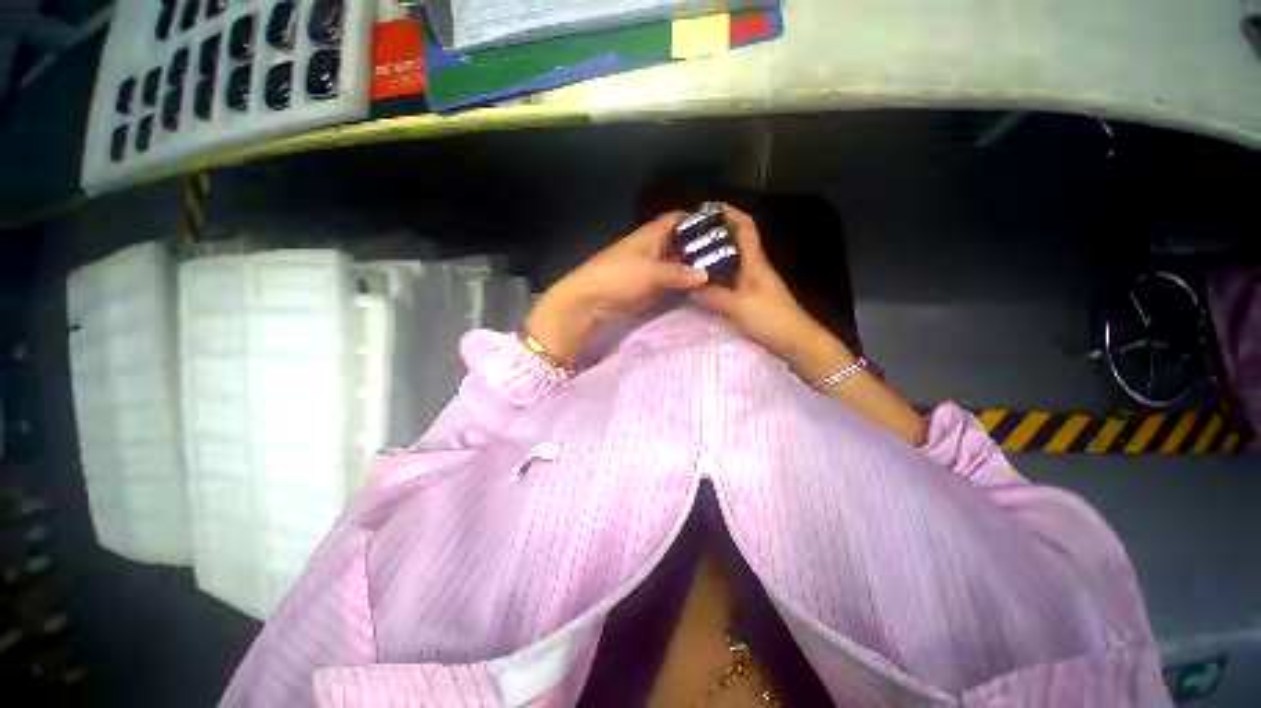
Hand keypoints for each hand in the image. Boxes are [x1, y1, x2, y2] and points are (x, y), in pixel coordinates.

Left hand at [525, 212, 708, 366]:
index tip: (720, 228)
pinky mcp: (650, 288)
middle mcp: (654, 248)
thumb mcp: (650, 271)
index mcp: (651, 235)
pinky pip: (672, 283)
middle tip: (729, 256)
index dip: (697, 221)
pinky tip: (703, 289)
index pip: (677, 220)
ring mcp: (652, 269)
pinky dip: (685, 285)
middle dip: (701, 248)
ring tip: (722, 273)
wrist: (589, 302)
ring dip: (695, 269)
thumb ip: (679, 273)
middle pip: (681, 244)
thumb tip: (705, 275)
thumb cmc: (617, 276)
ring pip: (678, 265)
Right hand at [690, 204, 855, 381]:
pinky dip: (715, 277)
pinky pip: (729, 280)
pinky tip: (701, 284)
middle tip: (687, 238)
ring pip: (730, 261)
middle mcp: (754, 267)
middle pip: (735, 242)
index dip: (728, 213)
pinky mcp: (750, 297)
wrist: (796, 342)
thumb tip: (688, 286)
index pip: (744, 226)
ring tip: (688, 258)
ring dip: (713, 257)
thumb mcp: (737, 306)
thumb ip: (711, 296)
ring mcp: (753, 283)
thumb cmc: (771, 319)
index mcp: (755, 261)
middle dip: (713, 235)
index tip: (705, 209)